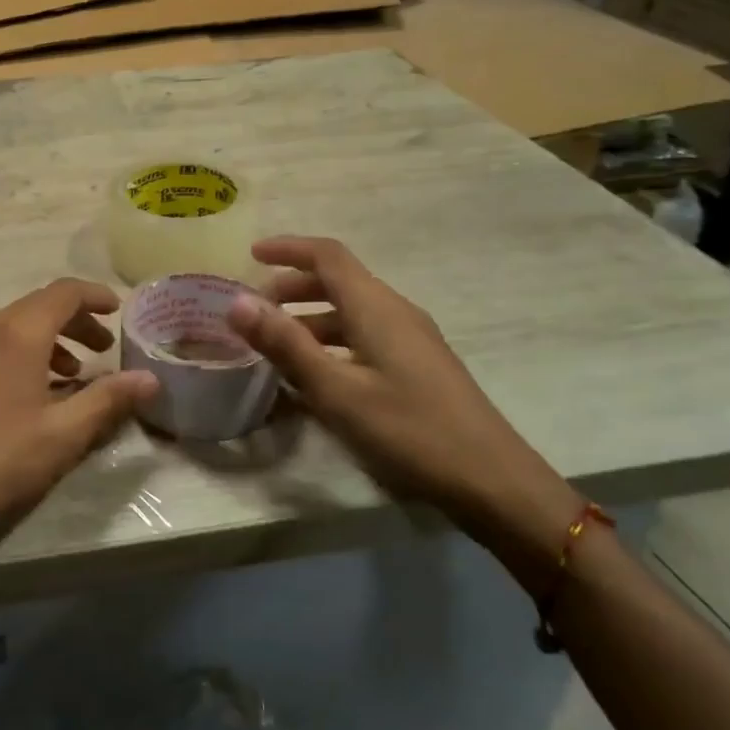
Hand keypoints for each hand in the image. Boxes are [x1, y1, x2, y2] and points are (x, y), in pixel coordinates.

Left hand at [0, 279, 158, 571]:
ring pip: (13, 328)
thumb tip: (149, 378)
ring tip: (72, 376)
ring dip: (49, 341)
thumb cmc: (0, 460)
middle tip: (104, 350)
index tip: (119, 311)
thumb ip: (110, 399)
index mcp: (17, 333)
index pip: (64, 292)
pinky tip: (31, 395)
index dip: (96, 296)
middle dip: (76, 322)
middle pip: (38, 307)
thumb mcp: (65, 433)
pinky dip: (21, 355)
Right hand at [227, 236, 577, 551]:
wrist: (492, 481)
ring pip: (350, 313)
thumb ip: (286, 344)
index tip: (250, 255)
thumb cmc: (409, 430)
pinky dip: (331, 344)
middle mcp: (395, 312)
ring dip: (309, 319)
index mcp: (375, 307)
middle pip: (338, 281)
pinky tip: (315, 378)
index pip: (327, 255)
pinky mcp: (418, 367)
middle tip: (255, 310)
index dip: (288, 249)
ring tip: (275, 347)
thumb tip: (237, 301)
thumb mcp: (336, 391)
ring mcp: (411, 340)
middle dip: (292, 287)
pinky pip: (364, 338)